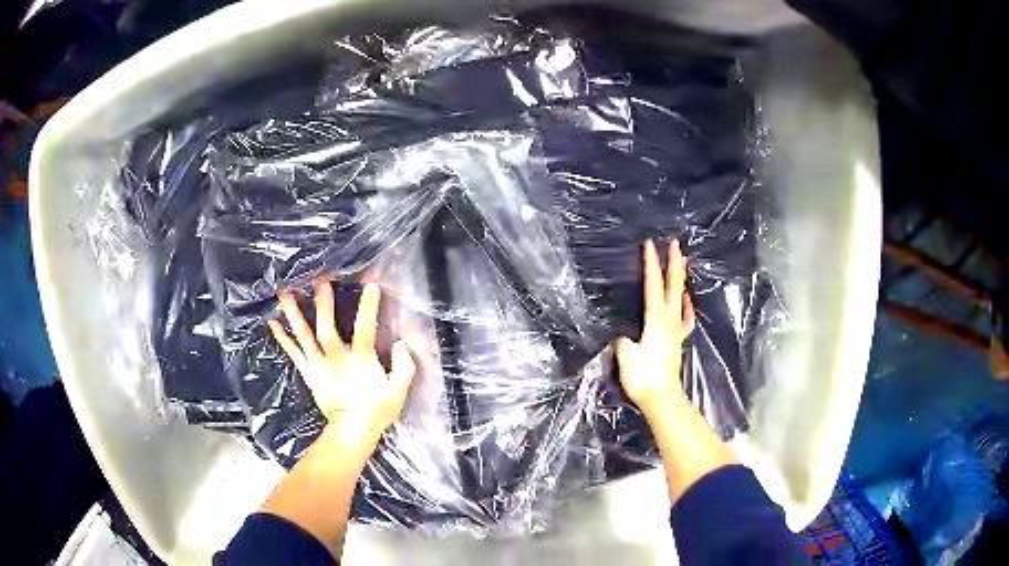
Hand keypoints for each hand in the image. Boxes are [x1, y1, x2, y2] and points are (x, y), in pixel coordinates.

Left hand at [268, 281, 415, 452]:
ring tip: (284, 294)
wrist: (352, 432)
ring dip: (294, 315)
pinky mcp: (308, 373)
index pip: (365, 332)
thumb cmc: (376, 411)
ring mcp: (318, 366)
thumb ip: (403, 367)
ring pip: (305, 337)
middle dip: (323, 306)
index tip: (370, 286)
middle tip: (319, 281)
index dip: (368, 309)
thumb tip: (402, 344)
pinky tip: (272, 322)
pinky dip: (282, 338)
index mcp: (360, 363)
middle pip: (327, 330)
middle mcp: (335, 361)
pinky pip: (293, 353)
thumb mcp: (398, 392)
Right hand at [615, 239, 695, 421]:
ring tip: (683, 262)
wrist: (662, 398)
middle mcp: (669, 320)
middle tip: (676, 243)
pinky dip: (688, 305)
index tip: (650, 244)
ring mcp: (677, 330)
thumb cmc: (643, 378)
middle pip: (673, 286)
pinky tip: (687, 300)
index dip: (651, 264)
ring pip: (681, 297)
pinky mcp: (677, 340)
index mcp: (656, 320)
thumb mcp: (626, 357)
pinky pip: (686, 318)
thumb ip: (624, 341)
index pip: (653, 286)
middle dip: (673, 263)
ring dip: (681, 278)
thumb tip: (624, 336)